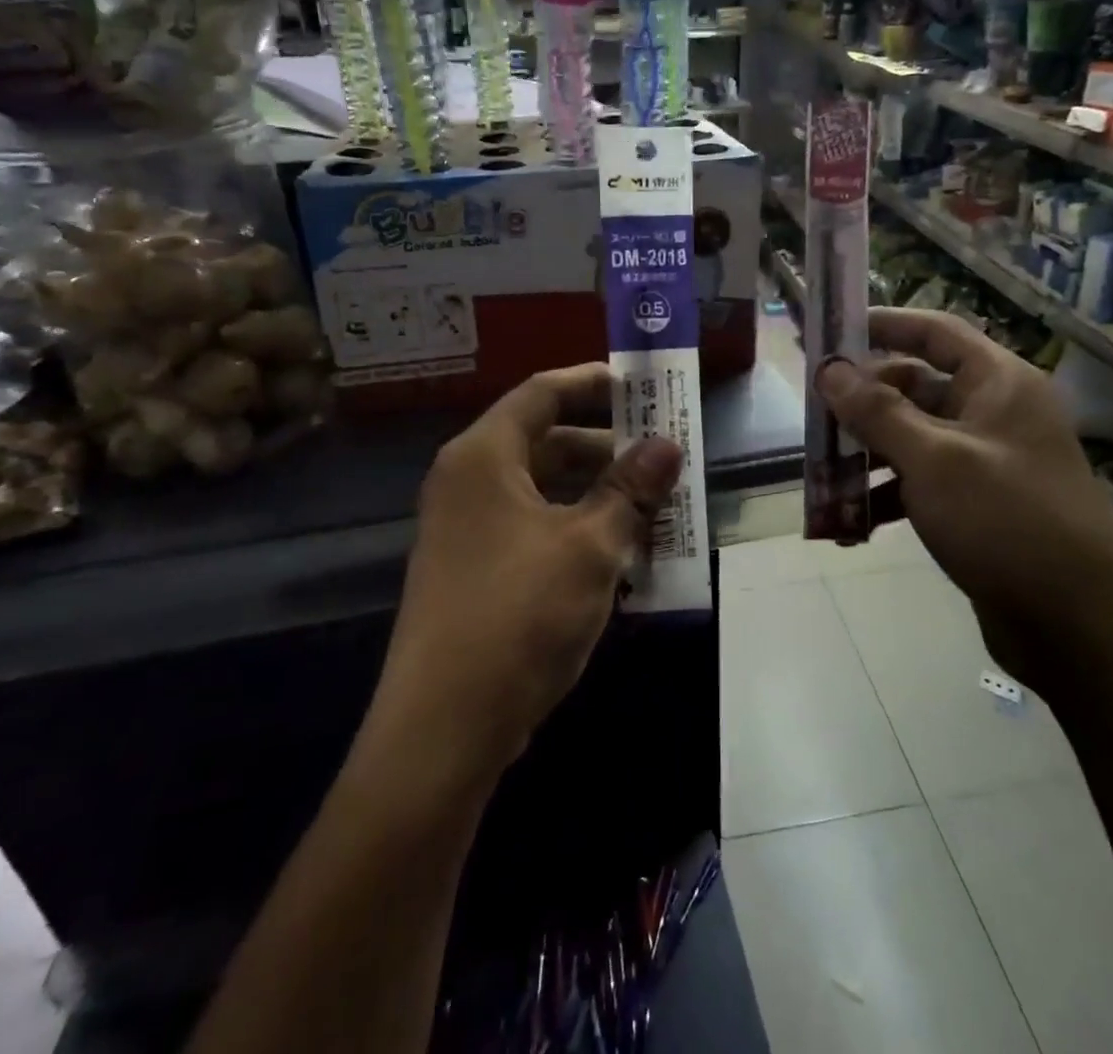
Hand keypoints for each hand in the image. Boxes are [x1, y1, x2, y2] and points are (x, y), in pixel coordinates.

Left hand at [380, 364, 682, 775]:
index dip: (594, 383)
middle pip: (545, 441)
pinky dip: (578, 529)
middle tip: (663, 455)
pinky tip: (623, 554)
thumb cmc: (519, 615)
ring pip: (545, 490)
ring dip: (599, 494)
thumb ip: (630, 489)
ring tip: (656, 506)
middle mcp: (468, 481)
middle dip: (608, 447)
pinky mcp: (476, 570)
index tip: (643, 387)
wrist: (443, 729)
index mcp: (483, 456)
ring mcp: (468, 529)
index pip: (542, 393)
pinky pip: (535, 528)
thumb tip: (668, 445)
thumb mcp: (590, 545)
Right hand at [815, 308, 1112, 688]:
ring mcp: (985, 463)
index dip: (883, 325)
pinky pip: (920, 485)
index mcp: (998, 384)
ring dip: (866, 455)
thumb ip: (877, 411)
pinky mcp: (976, 508)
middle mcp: (993, 414)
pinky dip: (886, 496)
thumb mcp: (934, 459)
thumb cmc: (1007, 521)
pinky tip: (850, 524)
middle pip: (915, 388)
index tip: (831, 333)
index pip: (935, 332)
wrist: (1080, 626)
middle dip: (862, 403)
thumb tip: (829, 368)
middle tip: (813, 416)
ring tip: (820, 477)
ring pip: (912, 440)